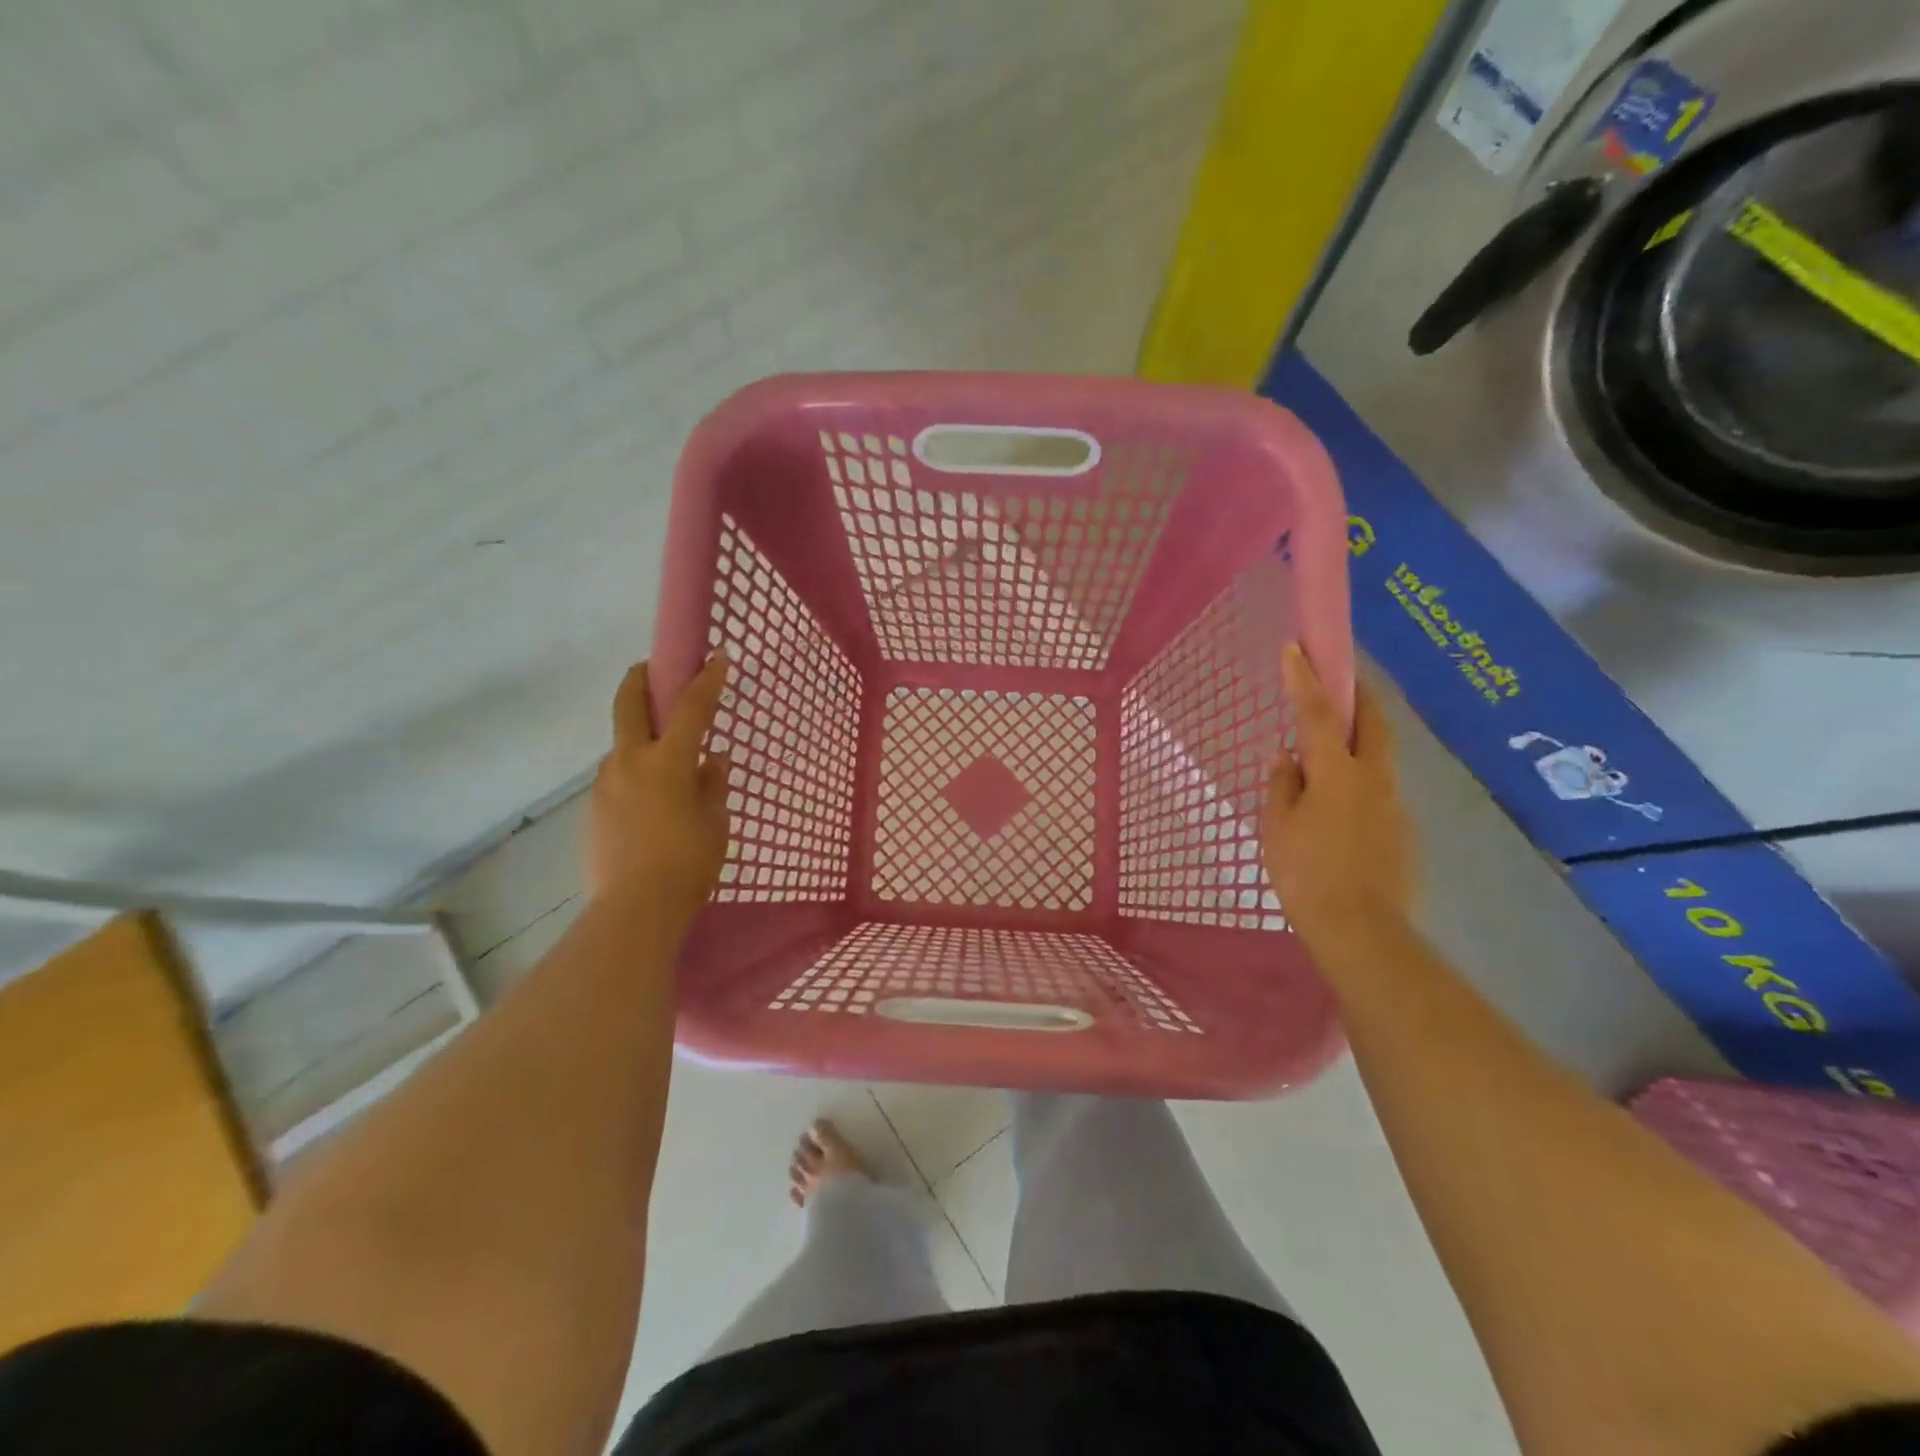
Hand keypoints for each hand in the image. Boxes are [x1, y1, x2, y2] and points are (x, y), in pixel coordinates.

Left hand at [589, 654, 731, 911]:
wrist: (634, 910)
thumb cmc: (688, 863)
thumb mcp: (715, 822)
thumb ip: (712, 785)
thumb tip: (711, 760)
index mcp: (667, 761)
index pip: (690, 708)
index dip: (706, 680)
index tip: (716, 657)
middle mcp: (629, 762)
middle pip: (628, 704)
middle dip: (640, 679)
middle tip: (650, 670)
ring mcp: (605, 785)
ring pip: (621, 746)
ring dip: (639, 737)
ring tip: (665, 762)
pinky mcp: (593, 811)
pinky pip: (617, 779)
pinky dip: (634, 774)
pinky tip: (650, 801)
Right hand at [1262, 645, 1415, 951]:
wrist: (1361, 930)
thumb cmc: (1305, 873)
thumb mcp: (1276, 826)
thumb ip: (1283, 784)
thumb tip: (1291, 759)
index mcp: (1338, 773)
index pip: (1319, 714)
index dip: (1305, 679)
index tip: (1295, 648)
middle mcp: (1373, 779)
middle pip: (1373, 722)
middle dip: (1357, 694)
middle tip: (1339, 682)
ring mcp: (1393, 804)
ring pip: (1377, 757)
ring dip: (1357, 741)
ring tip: (1325, 758)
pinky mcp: (1401, 830)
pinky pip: (1377, 791)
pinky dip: (1357, 781)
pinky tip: (1336, 810)